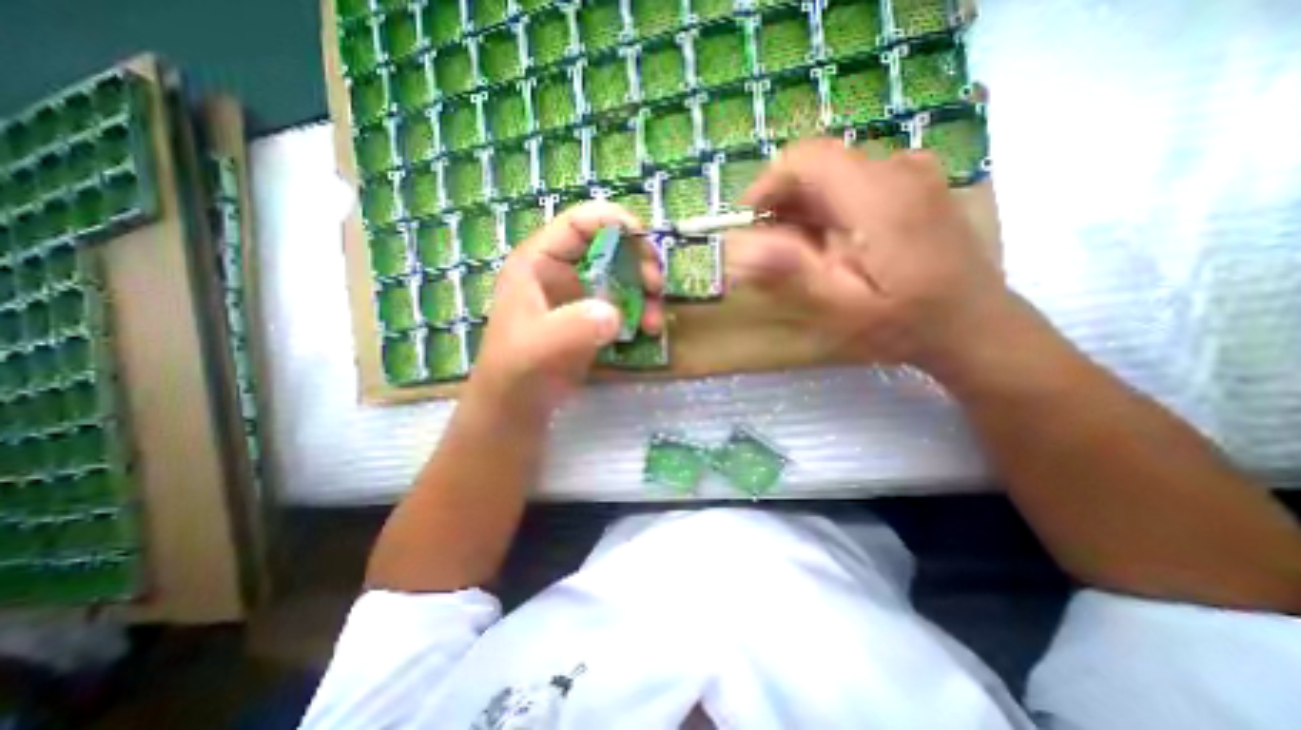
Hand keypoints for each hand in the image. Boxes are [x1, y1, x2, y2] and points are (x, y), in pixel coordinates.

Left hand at [467, 201, 663, 416]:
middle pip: (610, 245)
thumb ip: (571, 328)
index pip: (578, 223)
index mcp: (539, 262)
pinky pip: (626, 300)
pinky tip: (649, 330)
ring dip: (647, 291)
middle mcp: (562, 270)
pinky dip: (643, 311)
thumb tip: (615, 314)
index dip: (614, 221)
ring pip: (623, 274)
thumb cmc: (517, 372)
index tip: (645, 242)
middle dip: (639, 261)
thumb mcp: (538, 348)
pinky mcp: (593, 315)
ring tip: (654, 321)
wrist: (518, 406)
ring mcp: (580, 293)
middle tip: (656, 287)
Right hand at [728, 137, 1010, 374]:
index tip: (748, 220)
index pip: (806, 157)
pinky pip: (858, 180)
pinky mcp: (918, 184)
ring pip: (836, 173)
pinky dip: (831, 205)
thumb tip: (737, 247)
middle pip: (820, 164)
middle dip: (784, 201)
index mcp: (879, 196)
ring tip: (798, 251)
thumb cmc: (905, 323)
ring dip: (805, 206)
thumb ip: (791, 271)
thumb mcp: (841, 305)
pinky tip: (831, 242)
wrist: (975, 324)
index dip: (768, 182)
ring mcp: (914, 173)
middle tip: (770, 246)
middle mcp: (898, 170)